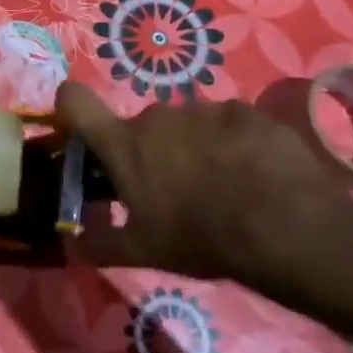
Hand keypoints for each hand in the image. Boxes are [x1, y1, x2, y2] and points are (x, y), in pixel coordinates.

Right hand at [53, 82, 346, 289]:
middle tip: (171, 190)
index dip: (69, 108)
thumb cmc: (199, 236)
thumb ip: (98, 243)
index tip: (79, 131)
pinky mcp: (247, 112)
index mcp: (124, 144)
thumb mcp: (142, 251)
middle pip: (140, 127)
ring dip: (192, 148)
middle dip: (149, 152)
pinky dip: (232, 144)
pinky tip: (253, 175)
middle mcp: (157, 116)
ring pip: (186, 125)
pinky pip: (227, 124)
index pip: (75, 102)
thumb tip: (69, 243)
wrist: (283, 225)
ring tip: (220, 187)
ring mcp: (204, 109)